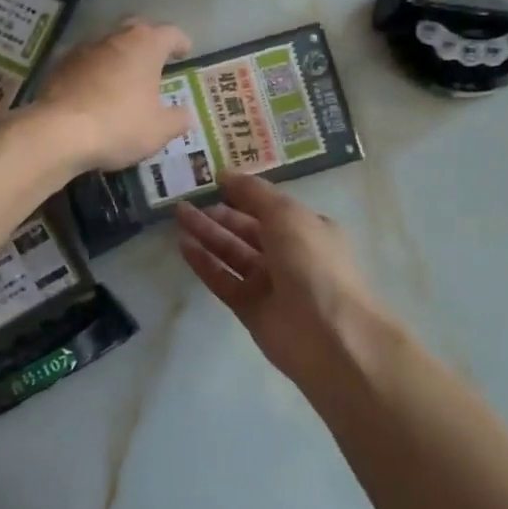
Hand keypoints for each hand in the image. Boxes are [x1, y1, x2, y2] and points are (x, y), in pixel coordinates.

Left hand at [36, 19, 192, 172]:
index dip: (180, 43)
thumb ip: (178, 119)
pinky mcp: (59, 65)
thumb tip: (186, 114)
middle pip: (136, 29)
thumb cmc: (119, 125)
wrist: (58, 132)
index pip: (170, 33)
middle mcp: (114, 38)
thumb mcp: (159, 130)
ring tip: (123, 77)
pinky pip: (83, 62)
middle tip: (153, 59)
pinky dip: (93, 71)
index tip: (184, 52)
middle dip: (147, 41)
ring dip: (117, 56)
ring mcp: (83, 49)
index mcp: (145, 46)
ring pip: (107, 44)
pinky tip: (94, 91)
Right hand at [176, 174, 397, 392]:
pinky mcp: (250, 308)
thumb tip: (226, 173)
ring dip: (207, 235)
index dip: (242, 193)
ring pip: (231, 254)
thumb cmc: (313, 263)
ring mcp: (269, 284)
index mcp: (306, 229)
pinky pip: (223, 280)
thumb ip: (254, 193)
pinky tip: (183, 246)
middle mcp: (288, 254)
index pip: (268, 206)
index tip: (211, 180)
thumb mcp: (287, 215)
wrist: (329, 335)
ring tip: (178, 216)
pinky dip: (204, 264)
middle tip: (186, 199)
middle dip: (218, 214)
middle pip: (246, 229)